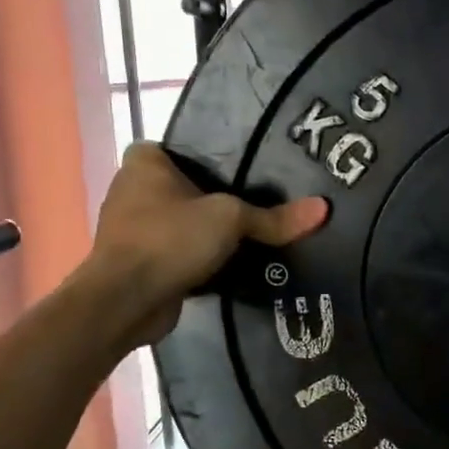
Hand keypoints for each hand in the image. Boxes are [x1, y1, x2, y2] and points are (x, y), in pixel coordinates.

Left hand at [85, 143, 328, 346]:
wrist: (124, 301)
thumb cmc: (170, 239)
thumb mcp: (231, 220)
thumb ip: (274, 217)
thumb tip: (323, 209)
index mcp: (144, 164)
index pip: (179, 148)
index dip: (207, 157)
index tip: (240, 170)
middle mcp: (131, 190)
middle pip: (184, 187)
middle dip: (213, 198)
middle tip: (257, 201)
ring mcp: (131, 229)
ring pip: (180, 222)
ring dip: (205, 231)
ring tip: (249, 234)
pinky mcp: (138, 263)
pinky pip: (176, 252)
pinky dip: (196, 258)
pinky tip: (228, 264)